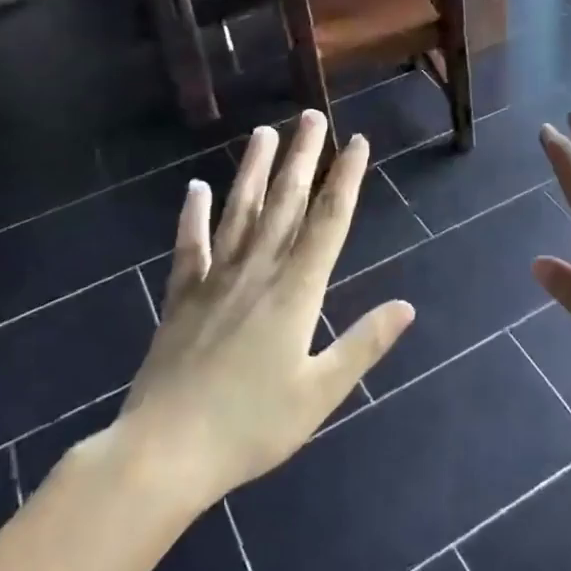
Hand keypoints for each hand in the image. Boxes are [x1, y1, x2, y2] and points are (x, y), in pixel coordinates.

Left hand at [96, 111, 414, 509]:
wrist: (163, 453)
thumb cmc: (251, 427)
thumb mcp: (321, 392)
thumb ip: (363, 343)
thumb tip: (407, 306)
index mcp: (296, 292)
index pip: (328, 222)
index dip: (345, 180)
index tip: (356, 143)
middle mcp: (257, 273)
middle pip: (286, 204)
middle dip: (303, 158)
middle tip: (312, 117)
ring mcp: (215, 281)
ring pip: (240, 213)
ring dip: (255, 171)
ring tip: (264, 133)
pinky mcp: (181, 298)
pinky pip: (190, 247)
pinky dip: (194, 216)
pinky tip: (197, 188)